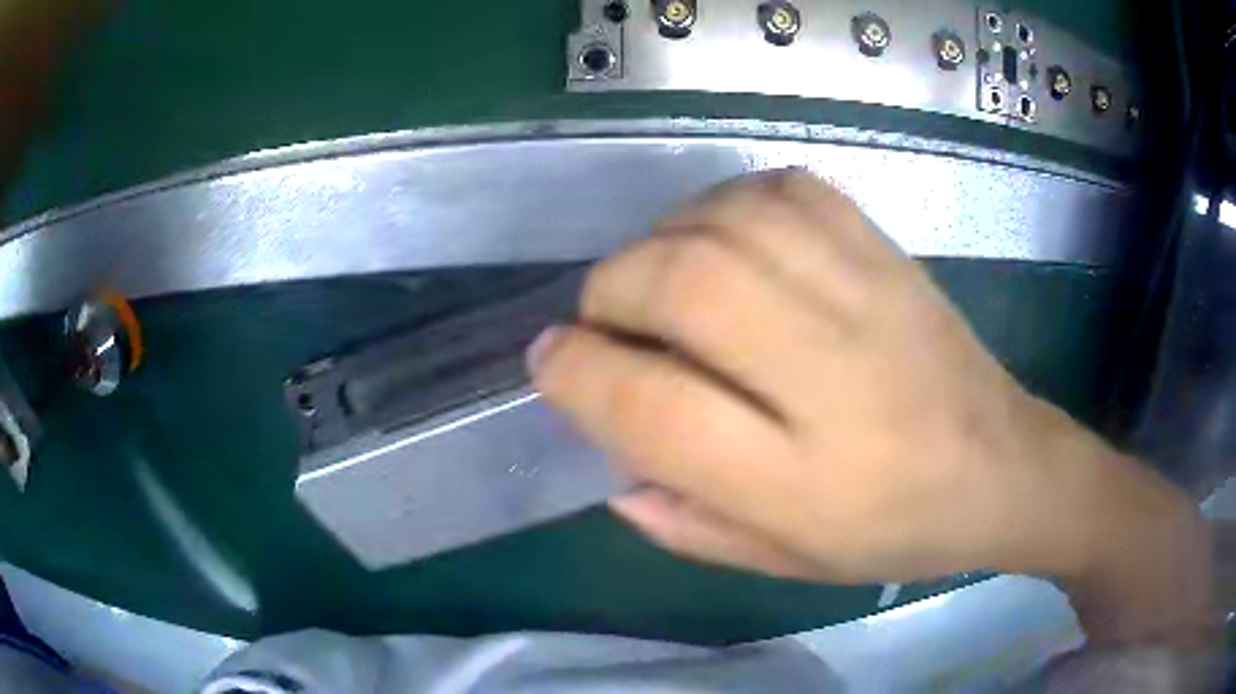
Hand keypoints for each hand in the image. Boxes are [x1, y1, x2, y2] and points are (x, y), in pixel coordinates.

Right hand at [529, 171, 1211, 639]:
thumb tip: (611, 470)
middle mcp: (832, 374)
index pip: (653, 406)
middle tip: (602, 318)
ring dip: (660, 242)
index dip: (577, 372)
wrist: (1007, 467)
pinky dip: (725, 204)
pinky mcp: (886, 251)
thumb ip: (689, 525)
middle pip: (683, 285)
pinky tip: (723, 240)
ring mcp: (867, 297)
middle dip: (610, 290)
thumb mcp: (790, 561)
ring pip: (724, 225)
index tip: (547, 361)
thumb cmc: (900, 532)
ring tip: (657, 280)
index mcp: (802, 478)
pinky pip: (780, 190)